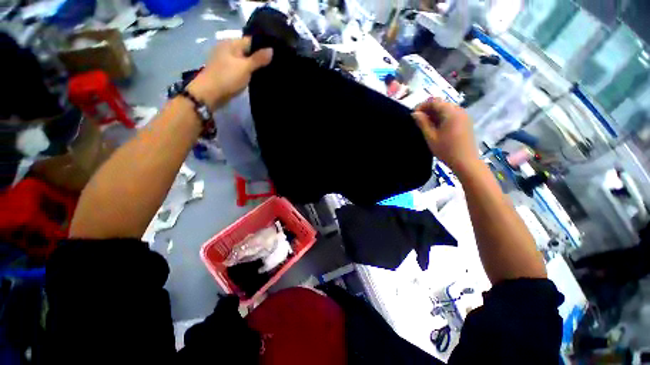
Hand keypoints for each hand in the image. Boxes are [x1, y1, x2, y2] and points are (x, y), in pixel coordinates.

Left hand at [188, 37, 272, 108]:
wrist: (210, 94)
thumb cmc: (227, 78)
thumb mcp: (245, 67)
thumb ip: (258, 59)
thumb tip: (272, 50)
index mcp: (231, 43)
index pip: (251, 41)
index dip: (263, 47)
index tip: (276, 55)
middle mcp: (228, 49)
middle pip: (248, 51)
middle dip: (259, 58)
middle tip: (274, 66)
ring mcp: (226, 61)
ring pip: (245, 61)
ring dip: (254, 67)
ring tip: (269, 72)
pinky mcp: (227, 72)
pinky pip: (241, 70)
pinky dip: (248, 73)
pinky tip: (257, 78)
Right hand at [412, 98, 479, 175]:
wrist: (465, 161)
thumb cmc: (446, 149)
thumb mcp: (431, 137)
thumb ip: (422, 123)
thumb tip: (415, 113)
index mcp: (451, 112)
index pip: (434, 102)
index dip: (422, 106)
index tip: (413, 115)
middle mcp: (459, 110)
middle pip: (441, 104)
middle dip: (428, 109)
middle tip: (418, 120)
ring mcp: (464, 116)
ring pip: (446, 109)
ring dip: (434, 113)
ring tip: (425, 124)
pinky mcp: (465, 122)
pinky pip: (451, 114)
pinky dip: (442, 117)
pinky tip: (436, 127)